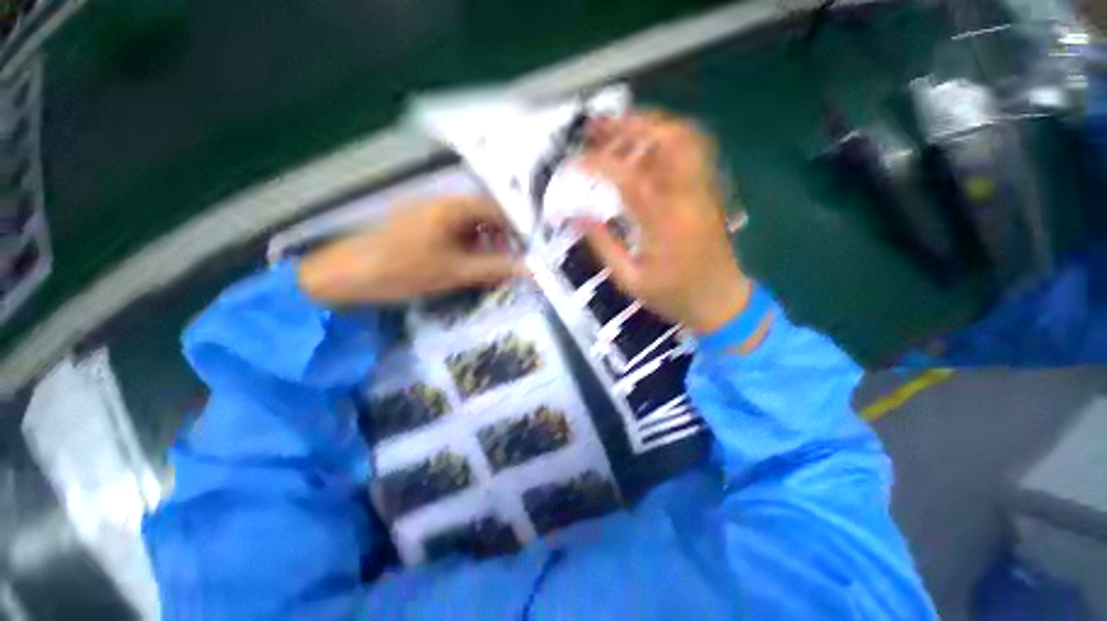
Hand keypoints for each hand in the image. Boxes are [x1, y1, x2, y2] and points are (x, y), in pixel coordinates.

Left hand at [298, 195, 523, 304]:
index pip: (497, 209)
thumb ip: (495, 268)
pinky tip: (466, 264)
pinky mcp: (419, 226)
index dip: (516, 228)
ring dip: (484, 242)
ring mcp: (428, 213)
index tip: (527, 251)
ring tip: (489, 266)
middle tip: (508, 261)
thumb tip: (531, 269)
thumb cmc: (403, 270)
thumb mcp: (456, 272)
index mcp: (452, 207)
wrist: (346, 274)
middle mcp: (442, 203)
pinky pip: (453, 231)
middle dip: (501, 237)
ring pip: (469, 224)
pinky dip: (467, 246)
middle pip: (484, 215)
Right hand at [574, 111, 749, 333]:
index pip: (629, 177)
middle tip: (598, 125)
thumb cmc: (674, 296)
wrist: (721, 302)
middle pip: (666, 140)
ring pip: (684, 138)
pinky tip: (646, 146)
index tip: (574, 162)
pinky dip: (666, 138)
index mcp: (665, 221)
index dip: (598, 163)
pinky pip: (691, 151)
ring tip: (619, 127)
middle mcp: (688, 196)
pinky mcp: (709, 191)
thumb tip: (576, 218)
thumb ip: (603, 246)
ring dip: (650, 125)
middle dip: (629, 125)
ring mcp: (704, 189)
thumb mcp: (630, 279)